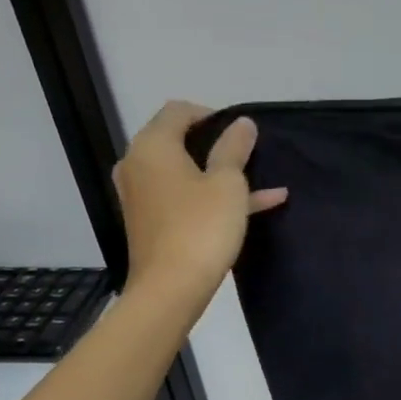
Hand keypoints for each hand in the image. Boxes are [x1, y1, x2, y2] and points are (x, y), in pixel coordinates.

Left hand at [113, 102, 286, 297]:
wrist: (170, 289)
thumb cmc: (201, 227)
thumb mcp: (228, 184)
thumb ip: (234, 148)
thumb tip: (242, 123)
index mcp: (153, 146)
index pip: (179, 111)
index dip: (212, 115)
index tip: (242, 134)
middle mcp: (138, 164)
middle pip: (178, 140)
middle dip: (217, 145)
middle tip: (250, 156)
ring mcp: (141, 195)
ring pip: (184, 172)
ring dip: (220, 174)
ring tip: (261, 182)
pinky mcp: (150, 220)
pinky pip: (183, 196)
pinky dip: (212, 196)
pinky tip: (258, 206)